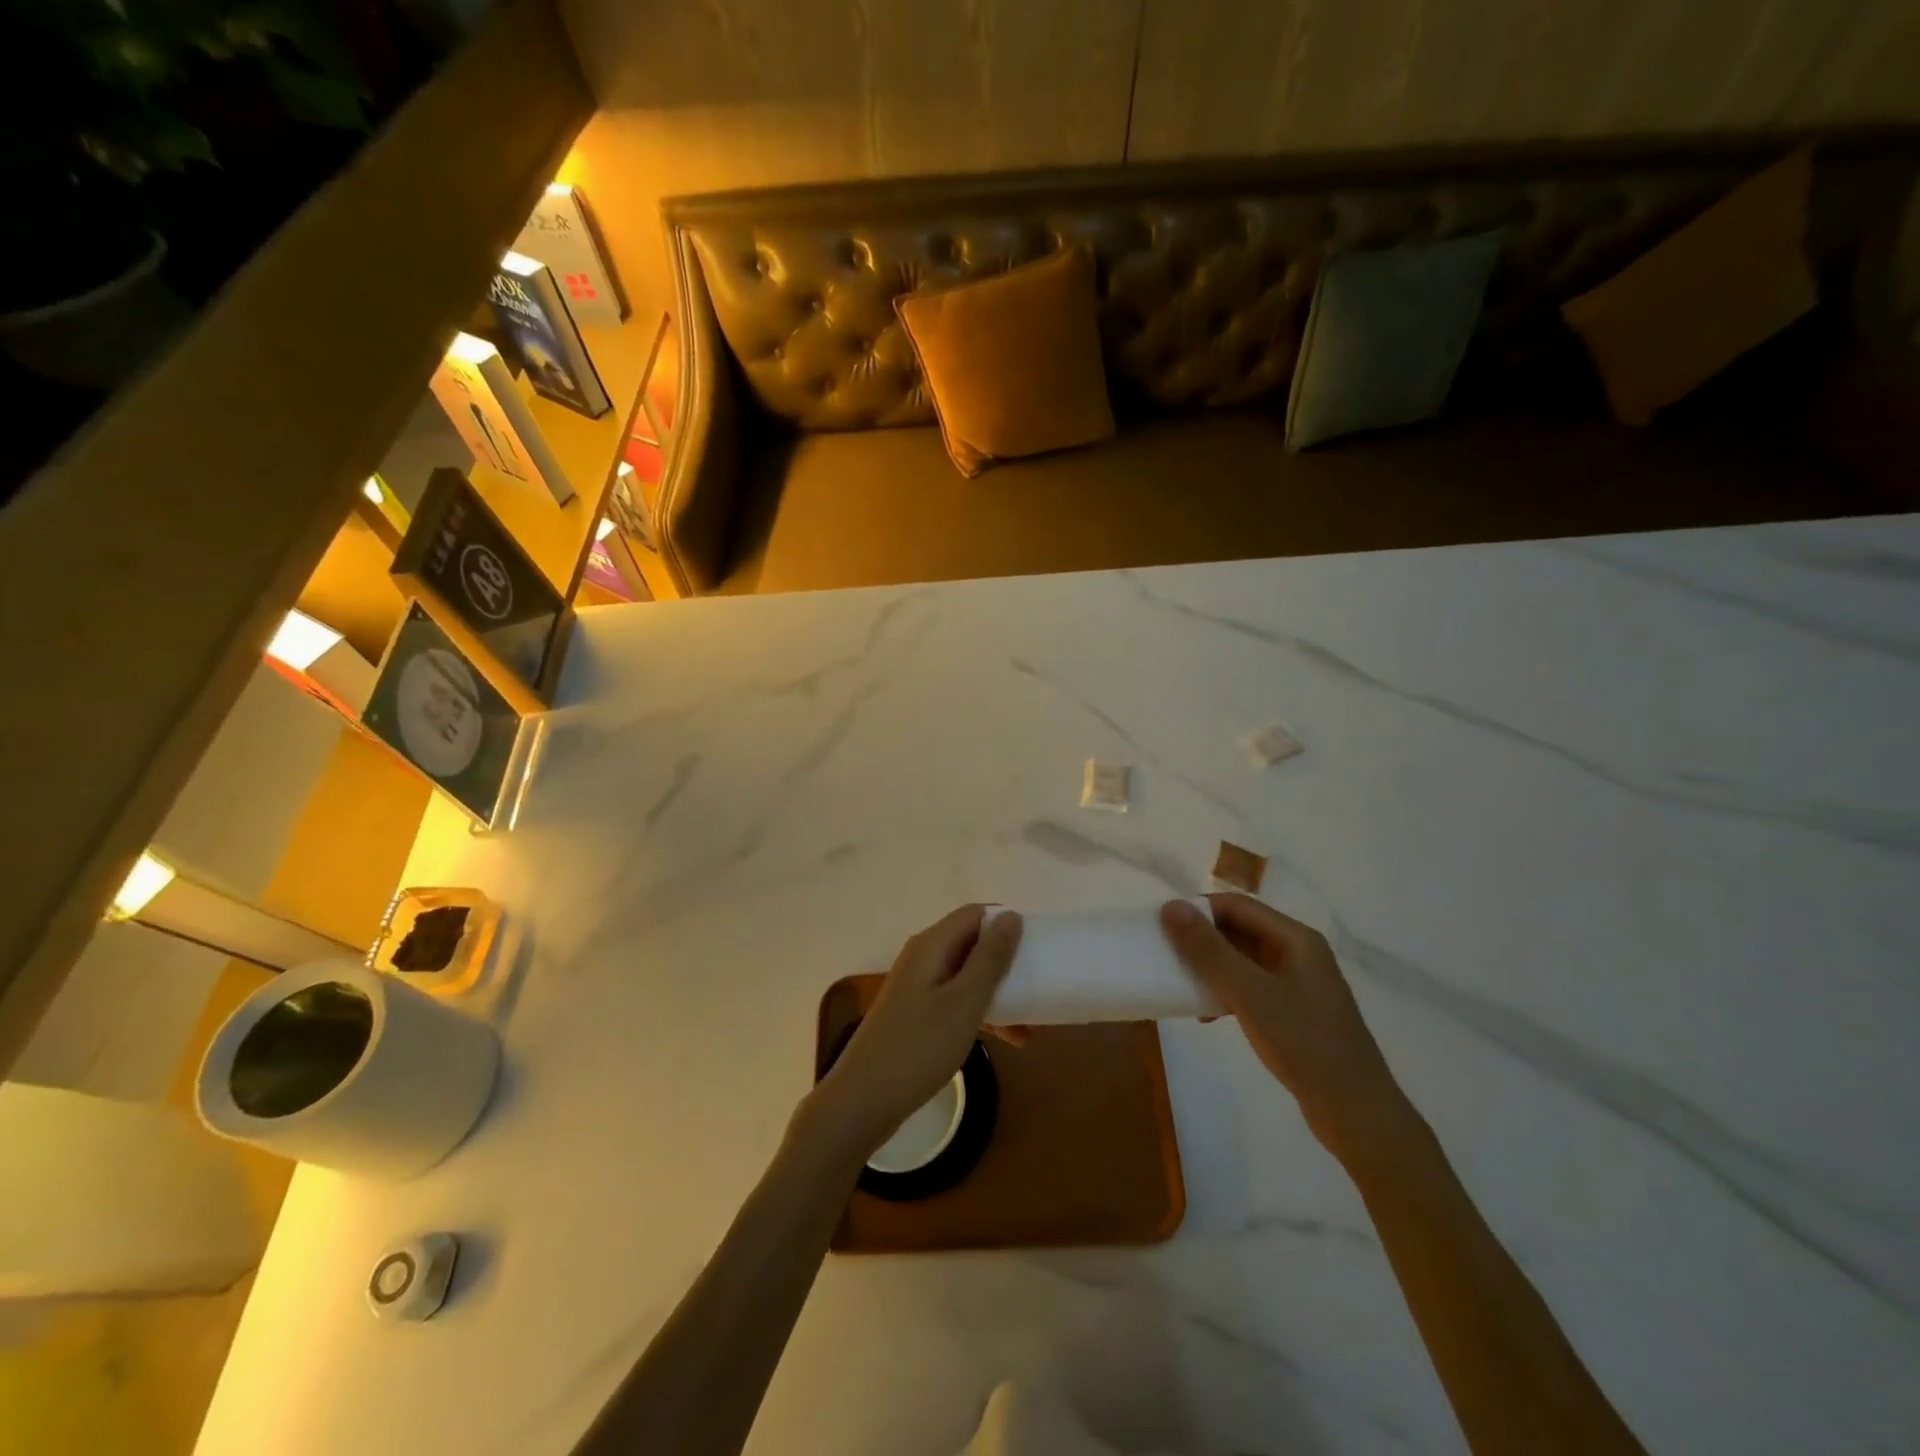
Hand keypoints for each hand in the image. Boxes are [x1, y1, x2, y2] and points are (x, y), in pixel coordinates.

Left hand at [809, 906, 1023, 1159]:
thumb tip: (1010, 915)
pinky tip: (1008, 1039)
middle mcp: (924, 957)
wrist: (864, 1099)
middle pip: (972, 943)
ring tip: (1032, 1025)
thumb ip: (989, 958)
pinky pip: (957, 999)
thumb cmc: (919, 1046)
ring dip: (1000, 993)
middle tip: (1039, 986)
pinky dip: (982, 1013)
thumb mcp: (964, 1002)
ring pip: (968, 975)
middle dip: (1007, 962)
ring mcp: (918, 986)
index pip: (975, 914)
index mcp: (932, 945)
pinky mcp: (918, 1013)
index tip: (1038, 946)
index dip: (1006, 922)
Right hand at [1160, 895, 1415, 1164]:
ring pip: (1243, 961)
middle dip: (1202, 940)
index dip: (1198, 911)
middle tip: (1166, 955)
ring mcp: (1298, 985)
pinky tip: (1207, 1016)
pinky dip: (1226, 993)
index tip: (1162, 927)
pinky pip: (1251, 988)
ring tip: (1182, 986)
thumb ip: (1208, 950)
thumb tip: (1170, 907)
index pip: (1237, 906)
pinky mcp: (1294, 1013)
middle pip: (1240, 930)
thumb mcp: (1249, 993)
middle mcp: (1298, 954)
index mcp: (1295, 939)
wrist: (1356, 1112)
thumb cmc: (1303, 1043)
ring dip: (1211, 969)